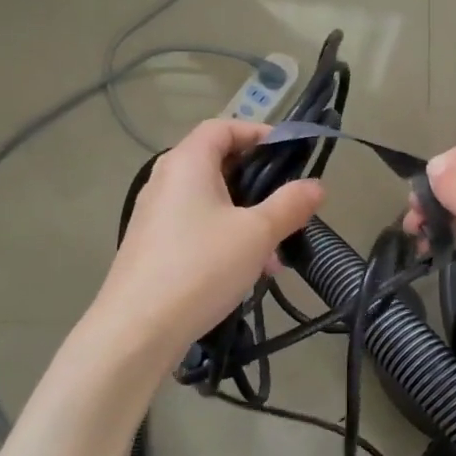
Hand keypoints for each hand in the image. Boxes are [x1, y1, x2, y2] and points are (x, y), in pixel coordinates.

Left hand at [96, 120, 324, 364]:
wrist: (138, 329)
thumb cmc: (201, 267)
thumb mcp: (257, 234)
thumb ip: (290, 205)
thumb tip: (317, 185)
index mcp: (187, 163)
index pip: (223, 127)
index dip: (258, 133)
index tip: (290, 155)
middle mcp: (166, 181)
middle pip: (218, 165)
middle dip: (259, 186)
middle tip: (289, 209)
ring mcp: (155, 215)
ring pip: (211, 203)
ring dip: (247, 220)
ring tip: (274, 256)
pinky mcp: (153, 246)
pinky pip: (197, 229)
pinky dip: (226, 239)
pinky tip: (248, 273)